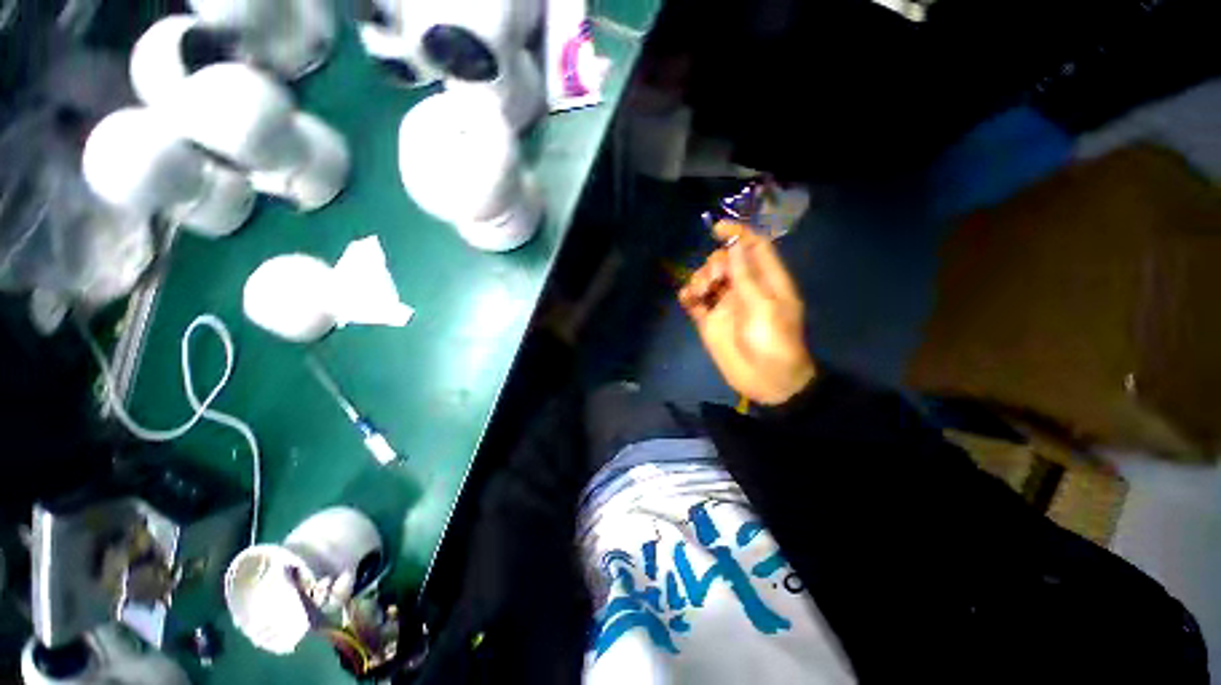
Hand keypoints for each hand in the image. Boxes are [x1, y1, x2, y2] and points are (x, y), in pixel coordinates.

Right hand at [678, 222, 815, 405]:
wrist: (766, 382)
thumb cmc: (774, 343)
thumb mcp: (764, 307)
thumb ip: (747, 277)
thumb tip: (736, 244)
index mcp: (767, 281)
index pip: (754, 247)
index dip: (738, 233)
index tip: (716, 228)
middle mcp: (745, 288)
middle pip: (726, 261)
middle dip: (715, 264)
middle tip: (713, 281)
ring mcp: (726, 305)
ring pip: (708, 279)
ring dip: (700, 279)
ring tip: (700, 294)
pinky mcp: (710, 321)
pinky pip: (695, 302)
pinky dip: (688, 296)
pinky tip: (687, 299)